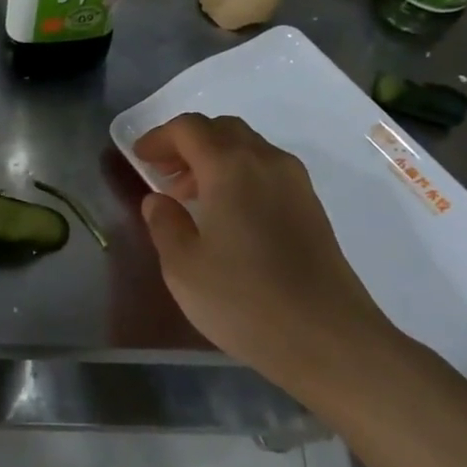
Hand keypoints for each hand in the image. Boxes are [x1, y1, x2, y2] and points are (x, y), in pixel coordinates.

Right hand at [134, 114, 404, 391]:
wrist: (327, 338)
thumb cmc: (243, 300)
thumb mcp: (183, 266)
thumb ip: (164, 224)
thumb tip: (158, 201)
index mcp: (231, 167)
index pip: (189, 128)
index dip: (158, 138)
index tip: (139, 159)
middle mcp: (267, 162)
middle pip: (222, 129)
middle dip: (187, 143)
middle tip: (163, 175)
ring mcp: (296, 183)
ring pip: (248, 148)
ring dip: (214, 159)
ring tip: (190, 197)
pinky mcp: (311, 207)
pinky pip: (266, 171)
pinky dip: (238, 175)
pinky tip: (226, 215)